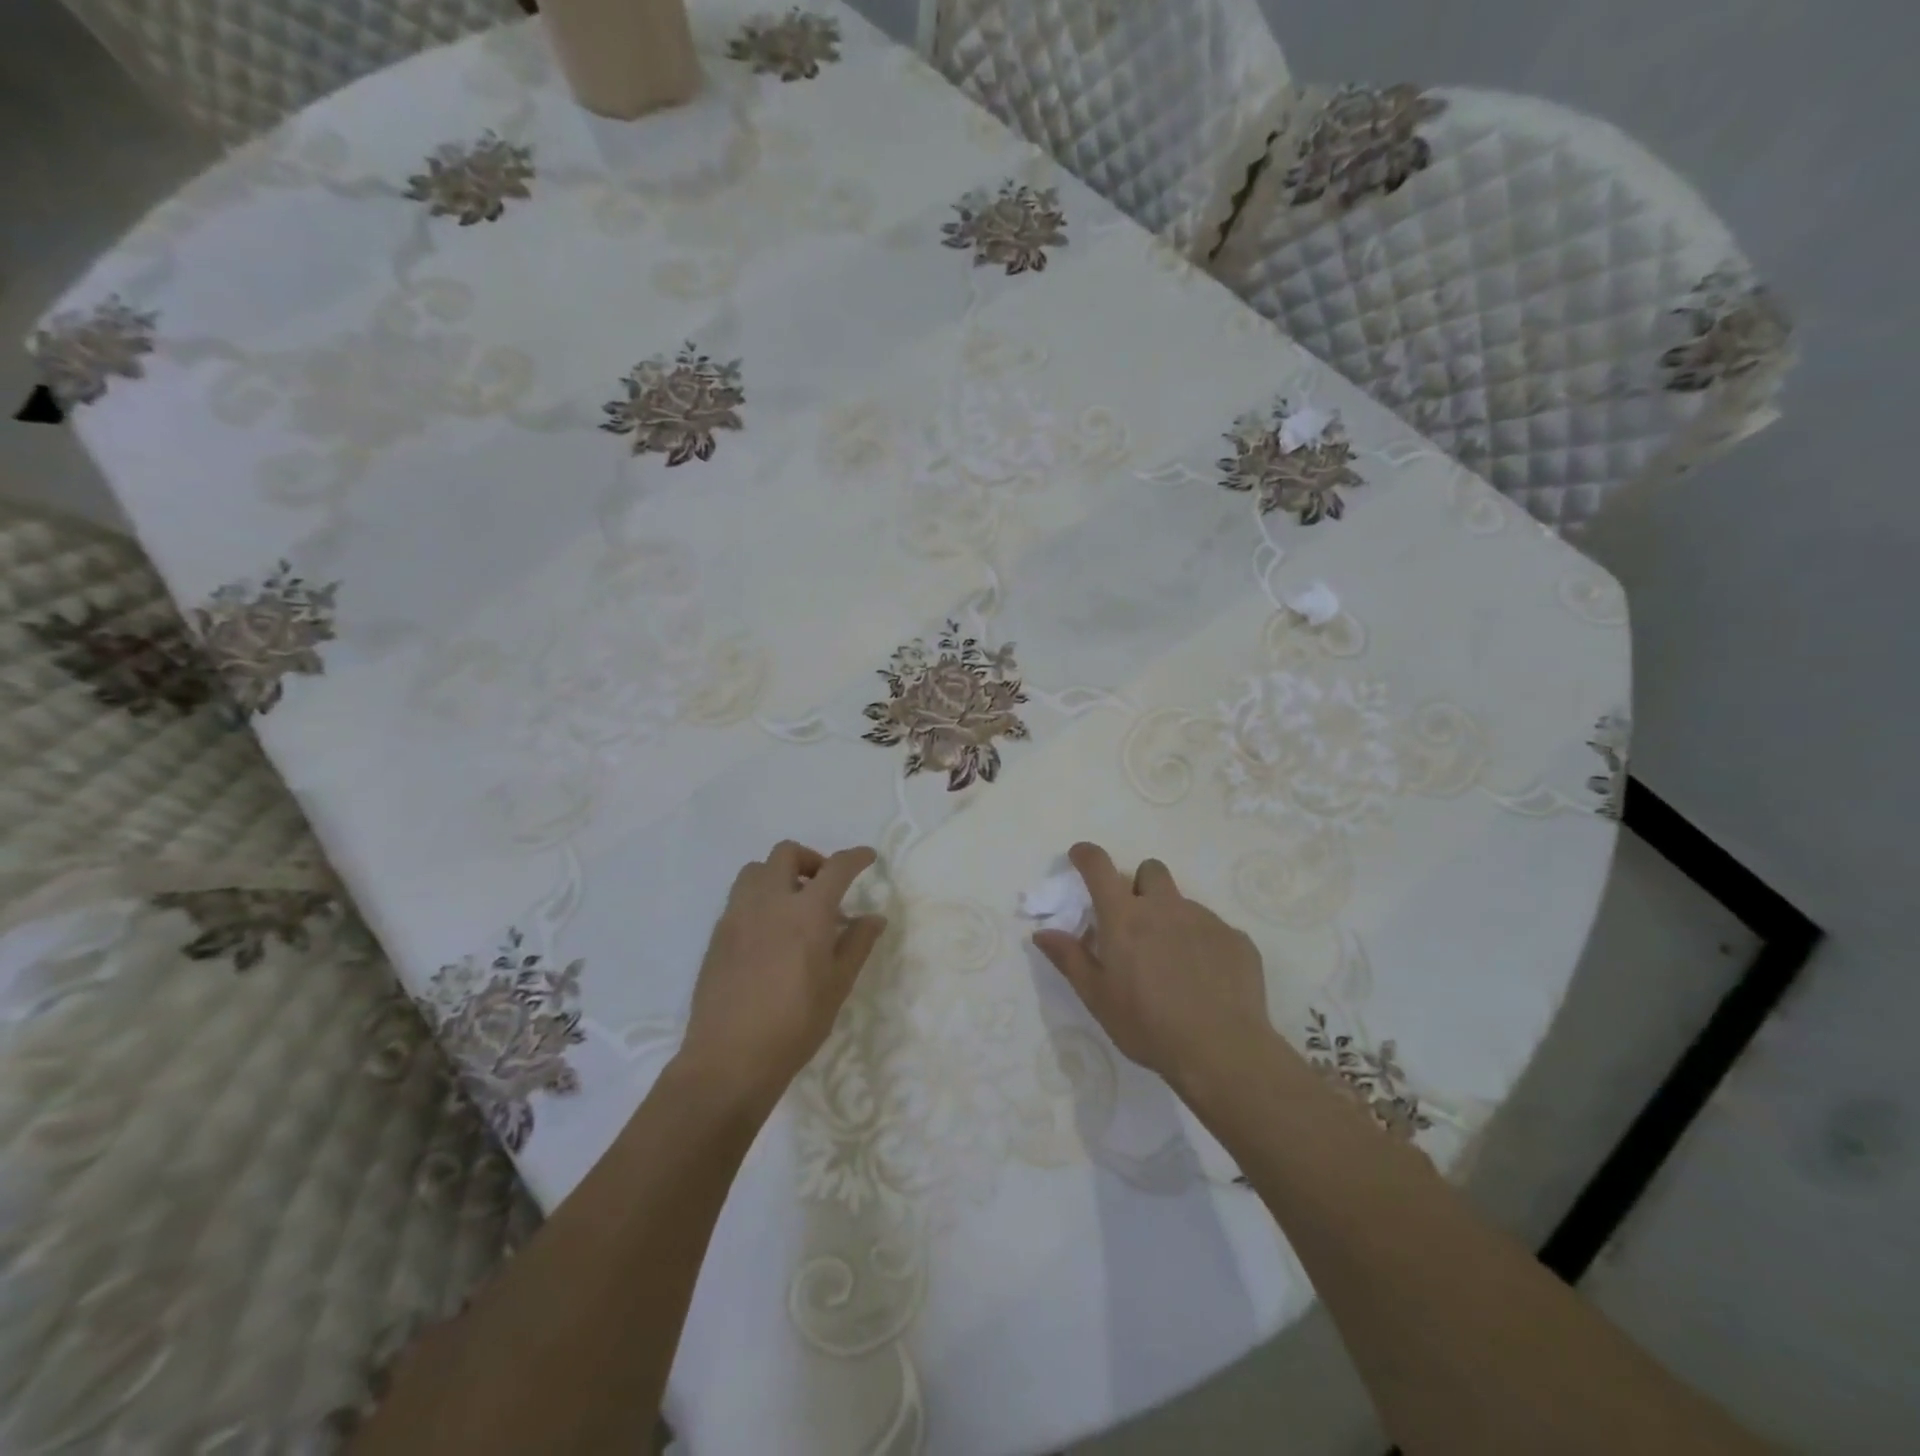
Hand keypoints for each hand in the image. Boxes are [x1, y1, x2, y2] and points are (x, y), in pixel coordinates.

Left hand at [678, 841, 886, 1112]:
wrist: (729, 1059)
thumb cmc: (795, 1024)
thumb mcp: (838, 985)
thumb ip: (857, 944)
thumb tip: (874, 918)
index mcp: (807, 912)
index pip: (836, 868)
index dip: (855, 857)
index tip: (868, 857)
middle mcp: (769, 902)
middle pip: (786, 853)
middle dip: (811, 859)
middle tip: (825, 886)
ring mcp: (737, 915)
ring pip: (755, 870)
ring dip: (778, 875)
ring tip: (793, 905)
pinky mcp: (717, 935)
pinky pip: (739, 898)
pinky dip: (759, 899)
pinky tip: (769, 932)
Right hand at [1034, 842, 1275, 1095]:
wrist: (1222, 1051)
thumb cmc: (1148, 1025)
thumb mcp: (1098, 998)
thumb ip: (1070, 958)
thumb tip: (1042, 932)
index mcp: (1125, 917)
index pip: (1099, 867)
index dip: (1086, 855)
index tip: (1080, 857)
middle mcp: (1165, 907)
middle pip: (1150, 870)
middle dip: (1139, 885)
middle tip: (1135, 922)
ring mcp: (1205, 919)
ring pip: (1182, 902)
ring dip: (1171, 918)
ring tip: (1173, 962)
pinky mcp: (1236, 938)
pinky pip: (1213, 928)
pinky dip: (1202, 943)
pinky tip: (1204, 979)